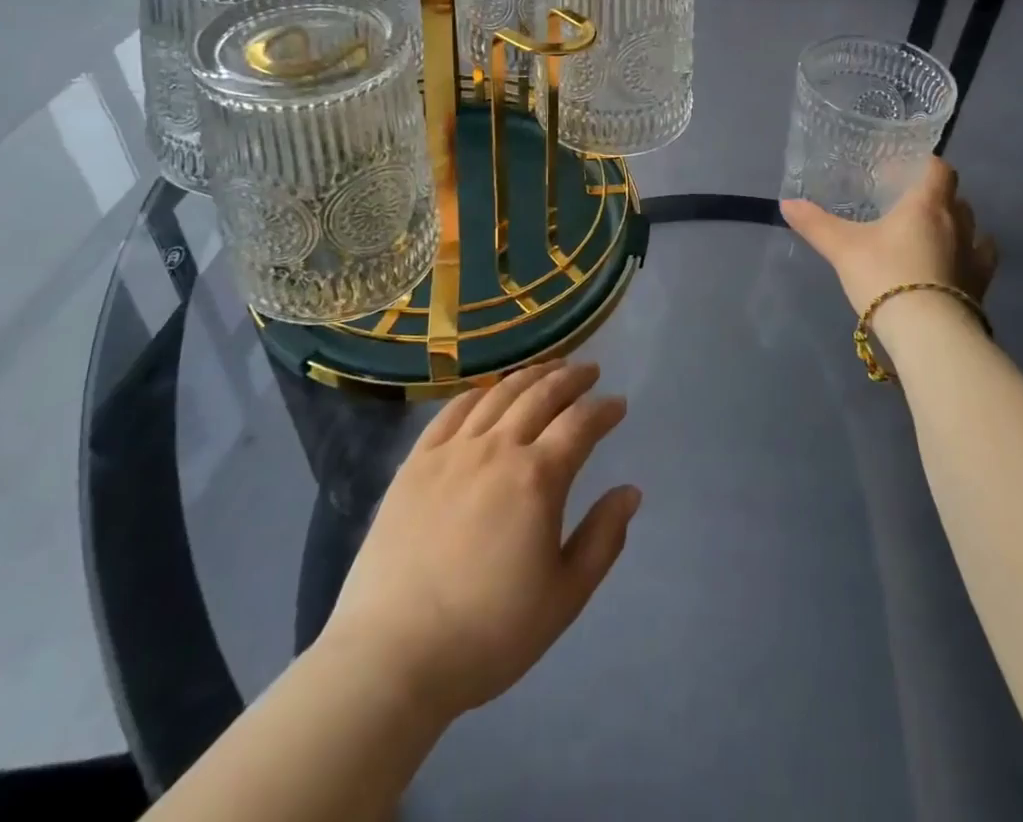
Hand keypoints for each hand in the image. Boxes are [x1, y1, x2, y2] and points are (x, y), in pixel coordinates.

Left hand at [319, 361, 638, 720]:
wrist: (393, 654)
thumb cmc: (488, 633)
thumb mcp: (564, 597)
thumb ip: (602, 539)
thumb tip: (630, 492)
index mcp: (537, 478)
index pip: (580, 424)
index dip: (603, 410)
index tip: (618, 404)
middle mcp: (497, 448)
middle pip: (541, 395)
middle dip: (571, 378)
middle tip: (589, 371)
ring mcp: (452, 451)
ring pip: (498, 394)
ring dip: (530, 375)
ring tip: (548, 369)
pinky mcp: (416, 462)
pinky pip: (452, 410)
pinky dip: (479, 392)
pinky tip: (489, 391)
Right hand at [781, 156, 996, 316]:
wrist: (926, 331)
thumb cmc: (884, 276)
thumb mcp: (841, 248)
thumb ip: (815, 224)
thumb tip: (786, 203)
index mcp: (926, 205)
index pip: (939, 170)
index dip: (926, 165)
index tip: (907, 170)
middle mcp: (957, 224)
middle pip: (956, 198)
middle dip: (938, 197)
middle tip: (910, 205)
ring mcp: (974, 255)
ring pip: (973, 227)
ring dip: (958, 225)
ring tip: (934, 234)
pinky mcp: (981, 285)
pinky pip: (982, 259)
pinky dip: (971, 255)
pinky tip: (956, 263)